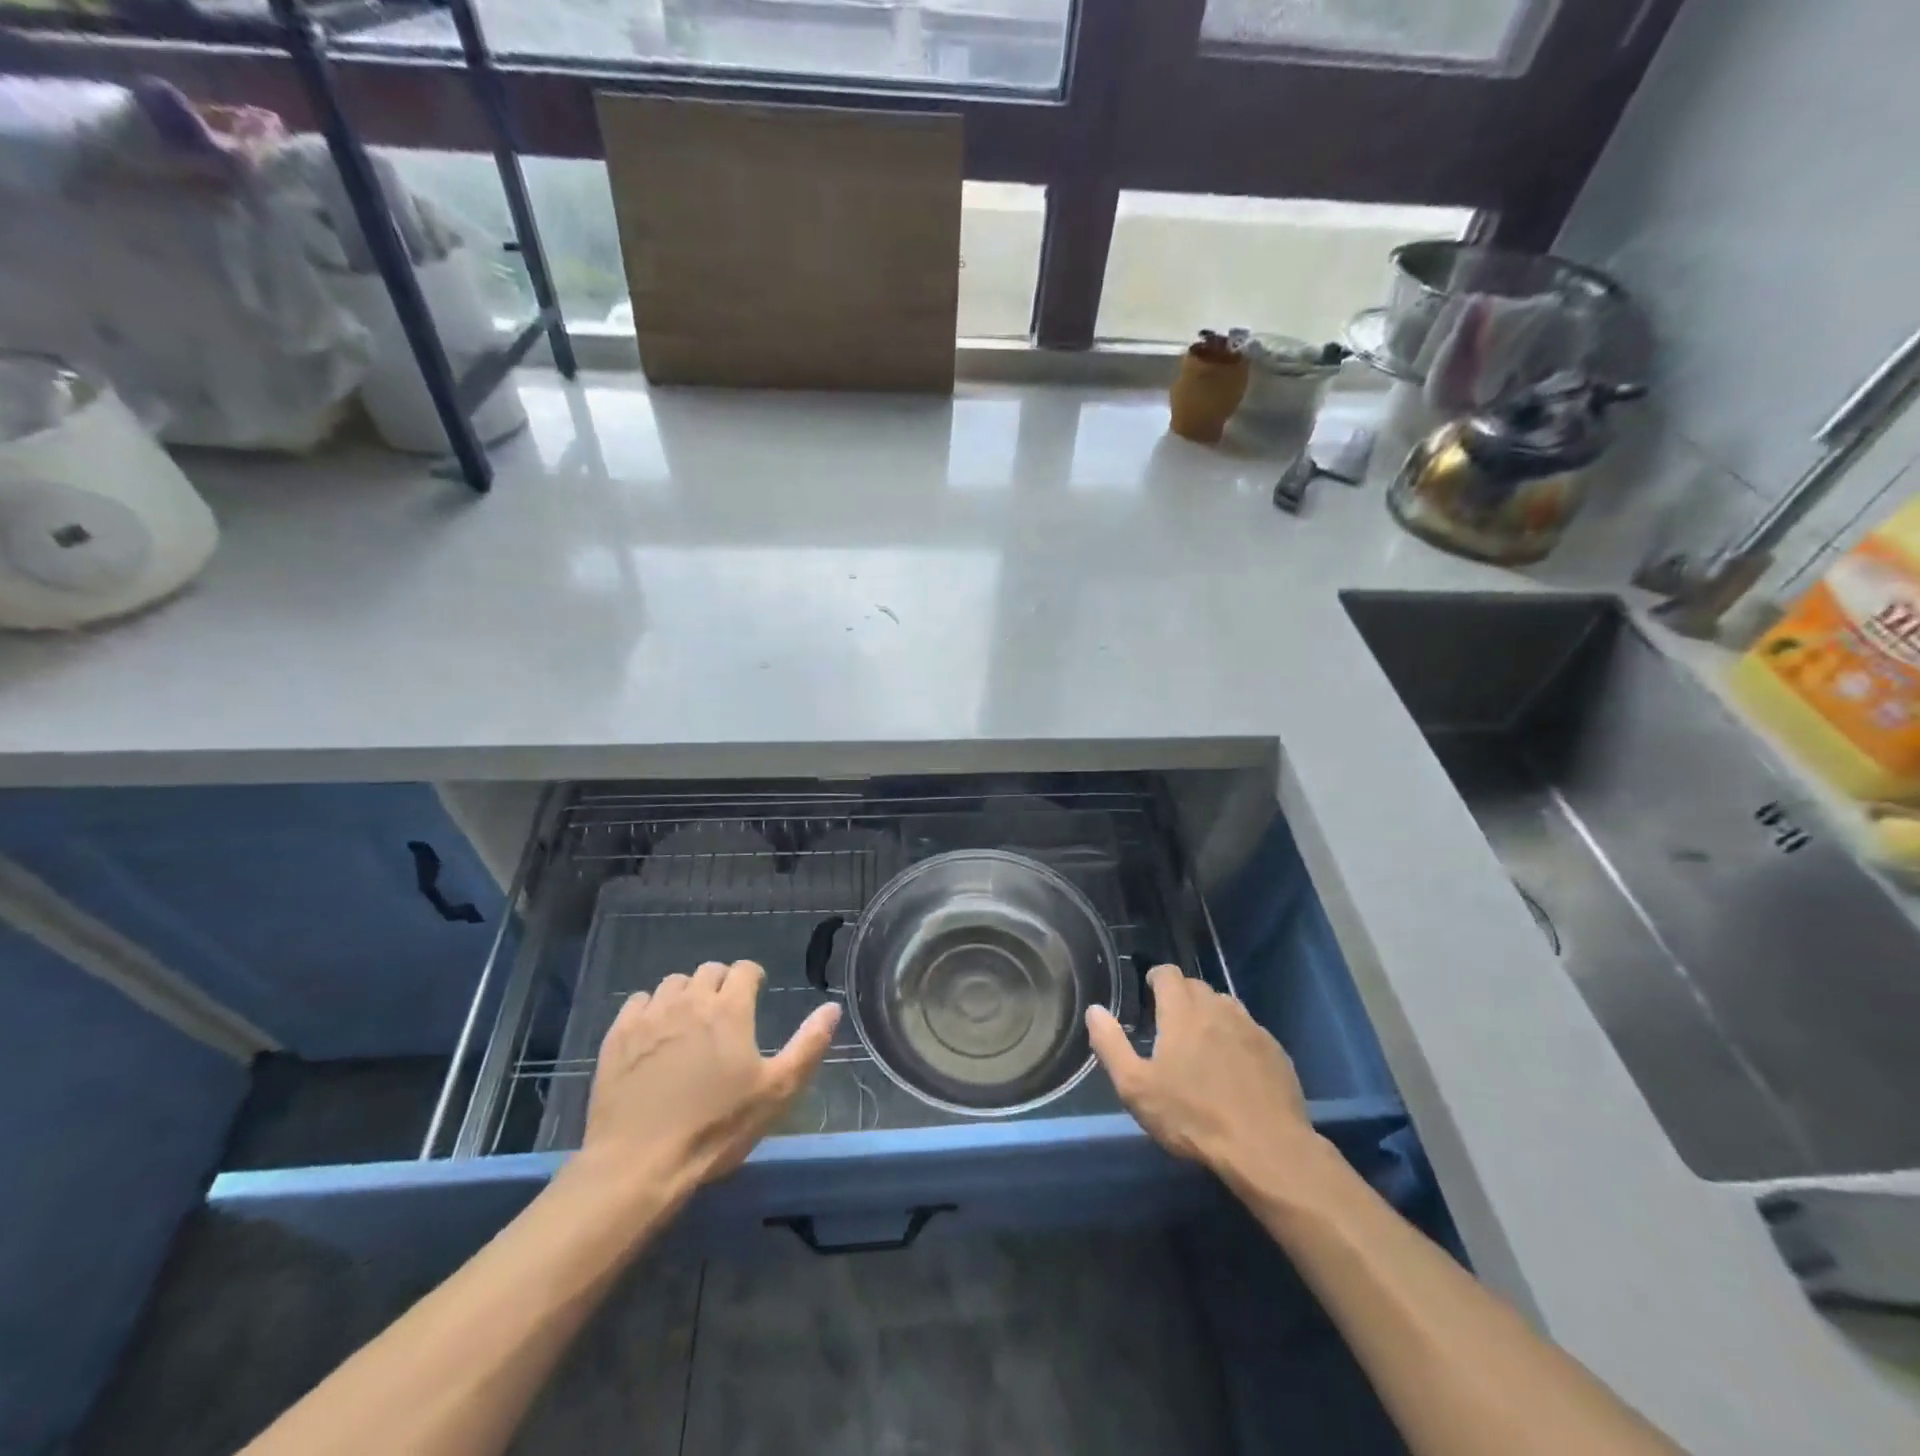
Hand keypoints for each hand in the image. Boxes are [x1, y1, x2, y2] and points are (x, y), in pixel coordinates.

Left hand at [577, 960, 839, 1197]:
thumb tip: (832, 1007)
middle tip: (724, 1013)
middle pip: (709, 971)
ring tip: (689, 1022)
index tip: (756, 996)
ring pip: (673, 983)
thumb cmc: (716, 1127)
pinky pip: (637, 1002)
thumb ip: (808, 1044)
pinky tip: (653, 1034)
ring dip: (686, 994)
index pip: (745, 969)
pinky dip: (650, 1009)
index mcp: (730, 1008)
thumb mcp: (776, 1091)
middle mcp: (690, 1000)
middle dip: (721, 984)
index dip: (754, 979)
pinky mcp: (617, 1035)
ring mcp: (650, 1015)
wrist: (639, 1164)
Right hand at [1087, 964, 1317, 1191]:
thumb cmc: (1193, 1117)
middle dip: (1181, 997)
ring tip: (1201, 1043)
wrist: (1266, 1149)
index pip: (1168, 973)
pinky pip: (1249, 1031)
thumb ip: (1111, 1045)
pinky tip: (1234, 1067)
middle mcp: (1218, 1009)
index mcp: (1183, 1011)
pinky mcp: (1276, 1051)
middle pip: (1196, 986)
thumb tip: (1095, 1010)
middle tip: (1169, 1024)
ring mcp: (1251, 1028)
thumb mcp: (1136, 1087)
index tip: (1148, 994)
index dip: (1156, 979)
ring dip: (1210, 1014)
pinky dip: (1236, 1038)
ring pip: (1225, 1006)